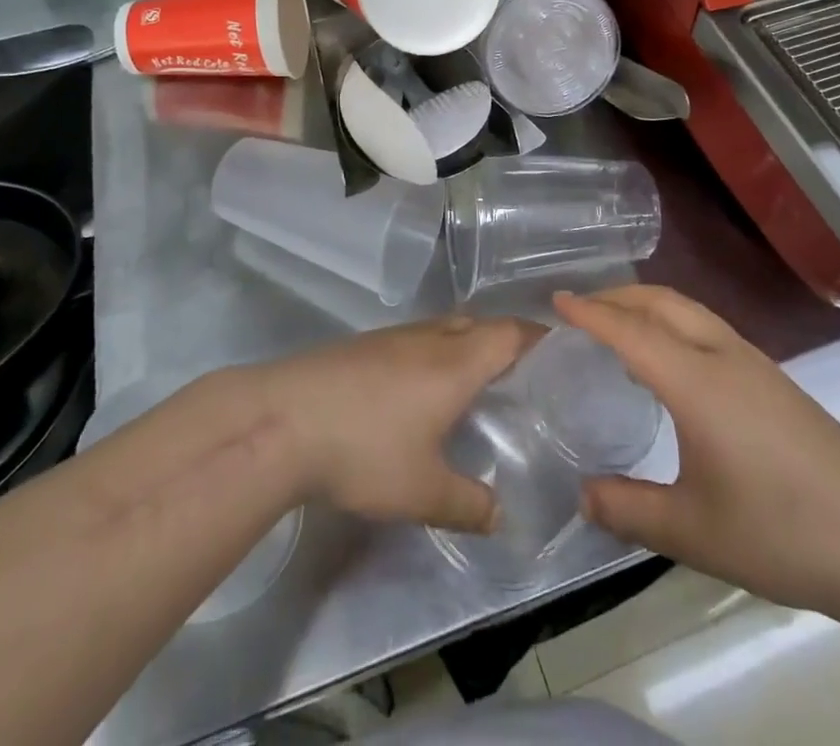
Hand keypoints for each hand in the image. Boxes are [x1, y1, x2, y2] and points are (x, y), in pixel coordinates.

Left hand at [252, 315, 536, 532]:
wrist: (282, 419)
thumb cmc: (364, 451)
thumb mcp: (422, 492)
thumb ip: (467, 504)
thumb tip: (500, 516)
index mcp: (455, 364)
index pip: (509, 334)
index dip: (536, 337)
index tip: (557, 348)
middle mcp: (429, 339)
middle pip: (478, 323)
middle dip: (503, 338)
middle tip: (520, 369)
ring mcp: (391, 337)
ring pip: (443, 327)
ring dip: (465, 341)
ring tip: (473, 375)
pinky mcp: (362, 345)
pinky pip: (414, 337)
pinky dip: (433, 350)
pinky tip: (418, 384)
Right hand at [555, 286, 839, 613]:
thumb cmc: (781, 530)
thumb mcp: (693, 532)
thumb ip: (630, 510)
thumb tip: (581, 496)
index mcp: (697, 382)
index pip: (631, 331)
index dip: (590, 313)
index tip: (555, 300)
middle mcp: (722, 356)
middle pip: (661, 303)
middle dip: (617, 296)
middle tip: (579, 308)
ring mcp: (752, 362)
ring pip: (688, 310)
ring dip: (647, 305)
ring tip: (618, 327)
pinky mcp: (772, 378)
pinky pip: (707, 327)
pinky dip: (672, 322)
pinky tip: (669, 360)